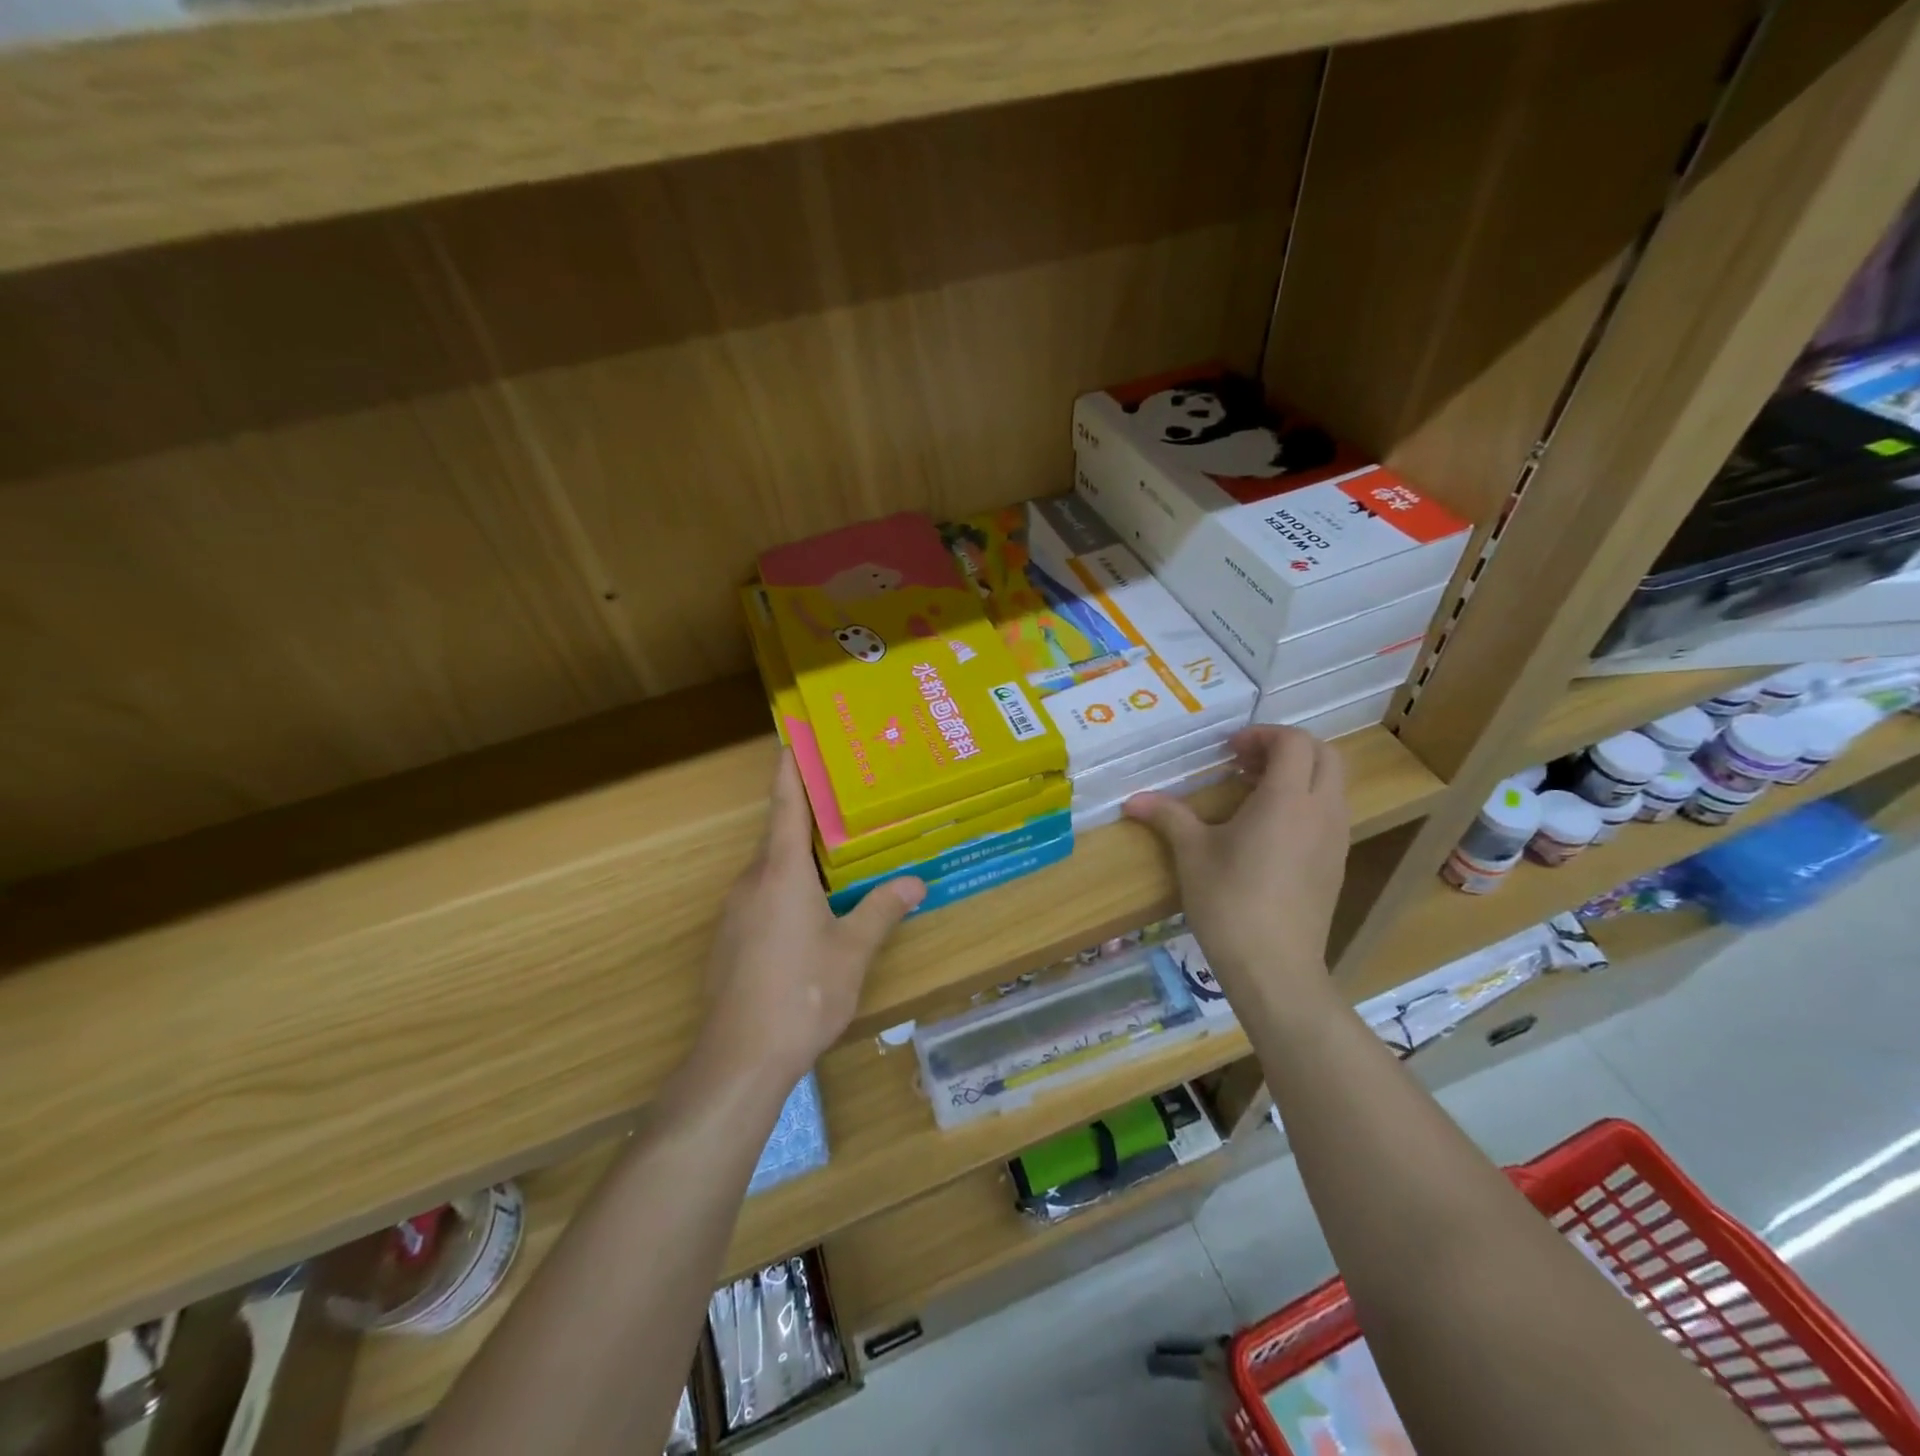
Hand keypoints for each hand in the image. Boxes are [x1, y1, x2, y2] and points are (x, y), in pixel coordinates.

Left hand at [701, 751, 924, 1086]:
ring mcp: (734, 913)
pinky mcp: (729, 941)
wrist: (739, 1058)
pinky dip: (786, 889)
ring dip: (798, 859)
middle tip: (842, 802)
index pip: (786, 807)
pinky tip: (810, 914)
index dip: (790, 771)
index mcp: (781, 873)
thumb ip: (881, 910)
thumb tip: (915, 882)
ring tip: (835, 857)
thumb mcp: (852, 951)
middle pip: (779, 837)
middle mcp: (752, 883)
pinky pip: (762, 898)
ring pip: (770, 871)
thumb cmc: (803, 993)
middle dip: (806, 817)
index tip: (790, 739)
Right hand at [1124, 725, 1347, 1001]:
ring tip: (1253, 793)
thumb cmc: (1230, 902)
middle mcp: (1321, 811)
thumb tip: (1131, 800)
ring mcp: (1336, 839)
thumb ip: (1167, 816)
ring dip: (1298, 774)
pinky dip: (1305, 802)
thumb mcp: (1192, 854)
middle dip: (1285, 748)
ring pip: (1332, 784)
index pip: (1293, 742)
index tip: (1228, 751)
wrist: (1275, 968)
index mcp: (1288, 799)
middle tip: (1244, 762)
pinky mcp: (1336, 864)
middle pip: (1324, 755)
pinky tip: (1268, 829)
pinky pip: (1330, 813)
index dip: (1261, 735)